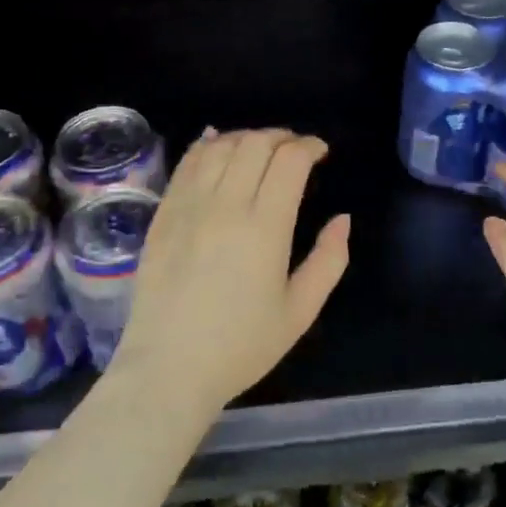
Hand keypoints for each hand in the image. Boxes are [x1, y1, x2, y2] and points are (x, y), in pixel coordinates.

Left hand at [111, 128, 349, 417]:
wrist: (168, 369)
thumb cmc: (241, 346)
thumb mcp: (300, 311)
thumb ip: (330, 260)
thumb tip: (342, 219)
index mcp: (265, 228)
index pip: (289, 160)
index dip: (309, 146)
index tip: (320, 151)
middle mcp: (225, 206)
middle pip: (255, 144)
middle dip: (281, 137)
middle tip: (294, 149)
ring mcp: (188, 207)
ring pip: (220, 147)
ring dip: (246, 137)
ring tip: (260, 148)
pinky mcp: (163, 215)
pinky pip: (186, 164)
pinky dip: (205, 144)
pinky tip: (216, 141)